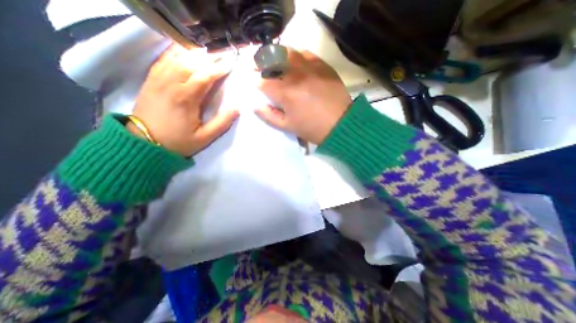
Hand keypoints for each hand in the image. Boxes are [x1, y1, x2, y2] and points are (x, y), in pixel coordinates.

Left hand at [130, 44, 238, 156]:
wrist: (143, 143)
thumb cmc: (178, 141)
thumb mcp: (205, 138)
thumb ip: (222, 123)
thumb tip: (237, 108)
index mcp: (186, 98)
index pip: (205, 76)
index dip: (219, 69)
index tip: (230, 65)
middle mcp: (171, 84)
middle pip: (191, 63)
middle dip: (209, 58)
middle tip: (222, 56)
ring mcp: (158, 80)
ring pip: (177, 58)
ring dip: (194, 54)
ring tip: (207, 53)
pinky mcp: (150, 80)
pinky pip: (163, 60)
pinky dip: (174, 53)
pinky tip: (184, 51)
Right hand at [255, 49, 351, 144]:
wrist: (340, 124)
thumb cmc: (312, 128)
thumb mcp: (287, 127)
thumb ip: (269, 116)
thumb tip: (255, 105)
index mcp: (285, 94)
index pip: (262, 81)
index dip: (255, 81)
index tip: (254, 83)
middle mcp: (295, 76)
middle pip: (272, 61)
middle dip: (261, 63)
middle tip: (259, 68)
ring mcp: (310, 68)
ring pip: (287, 52)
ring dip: (276, 55)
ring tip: (274, 62)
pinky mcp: (322, 66)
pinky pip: (305, 53)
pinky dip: (296, 55)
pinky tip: (294, 62)